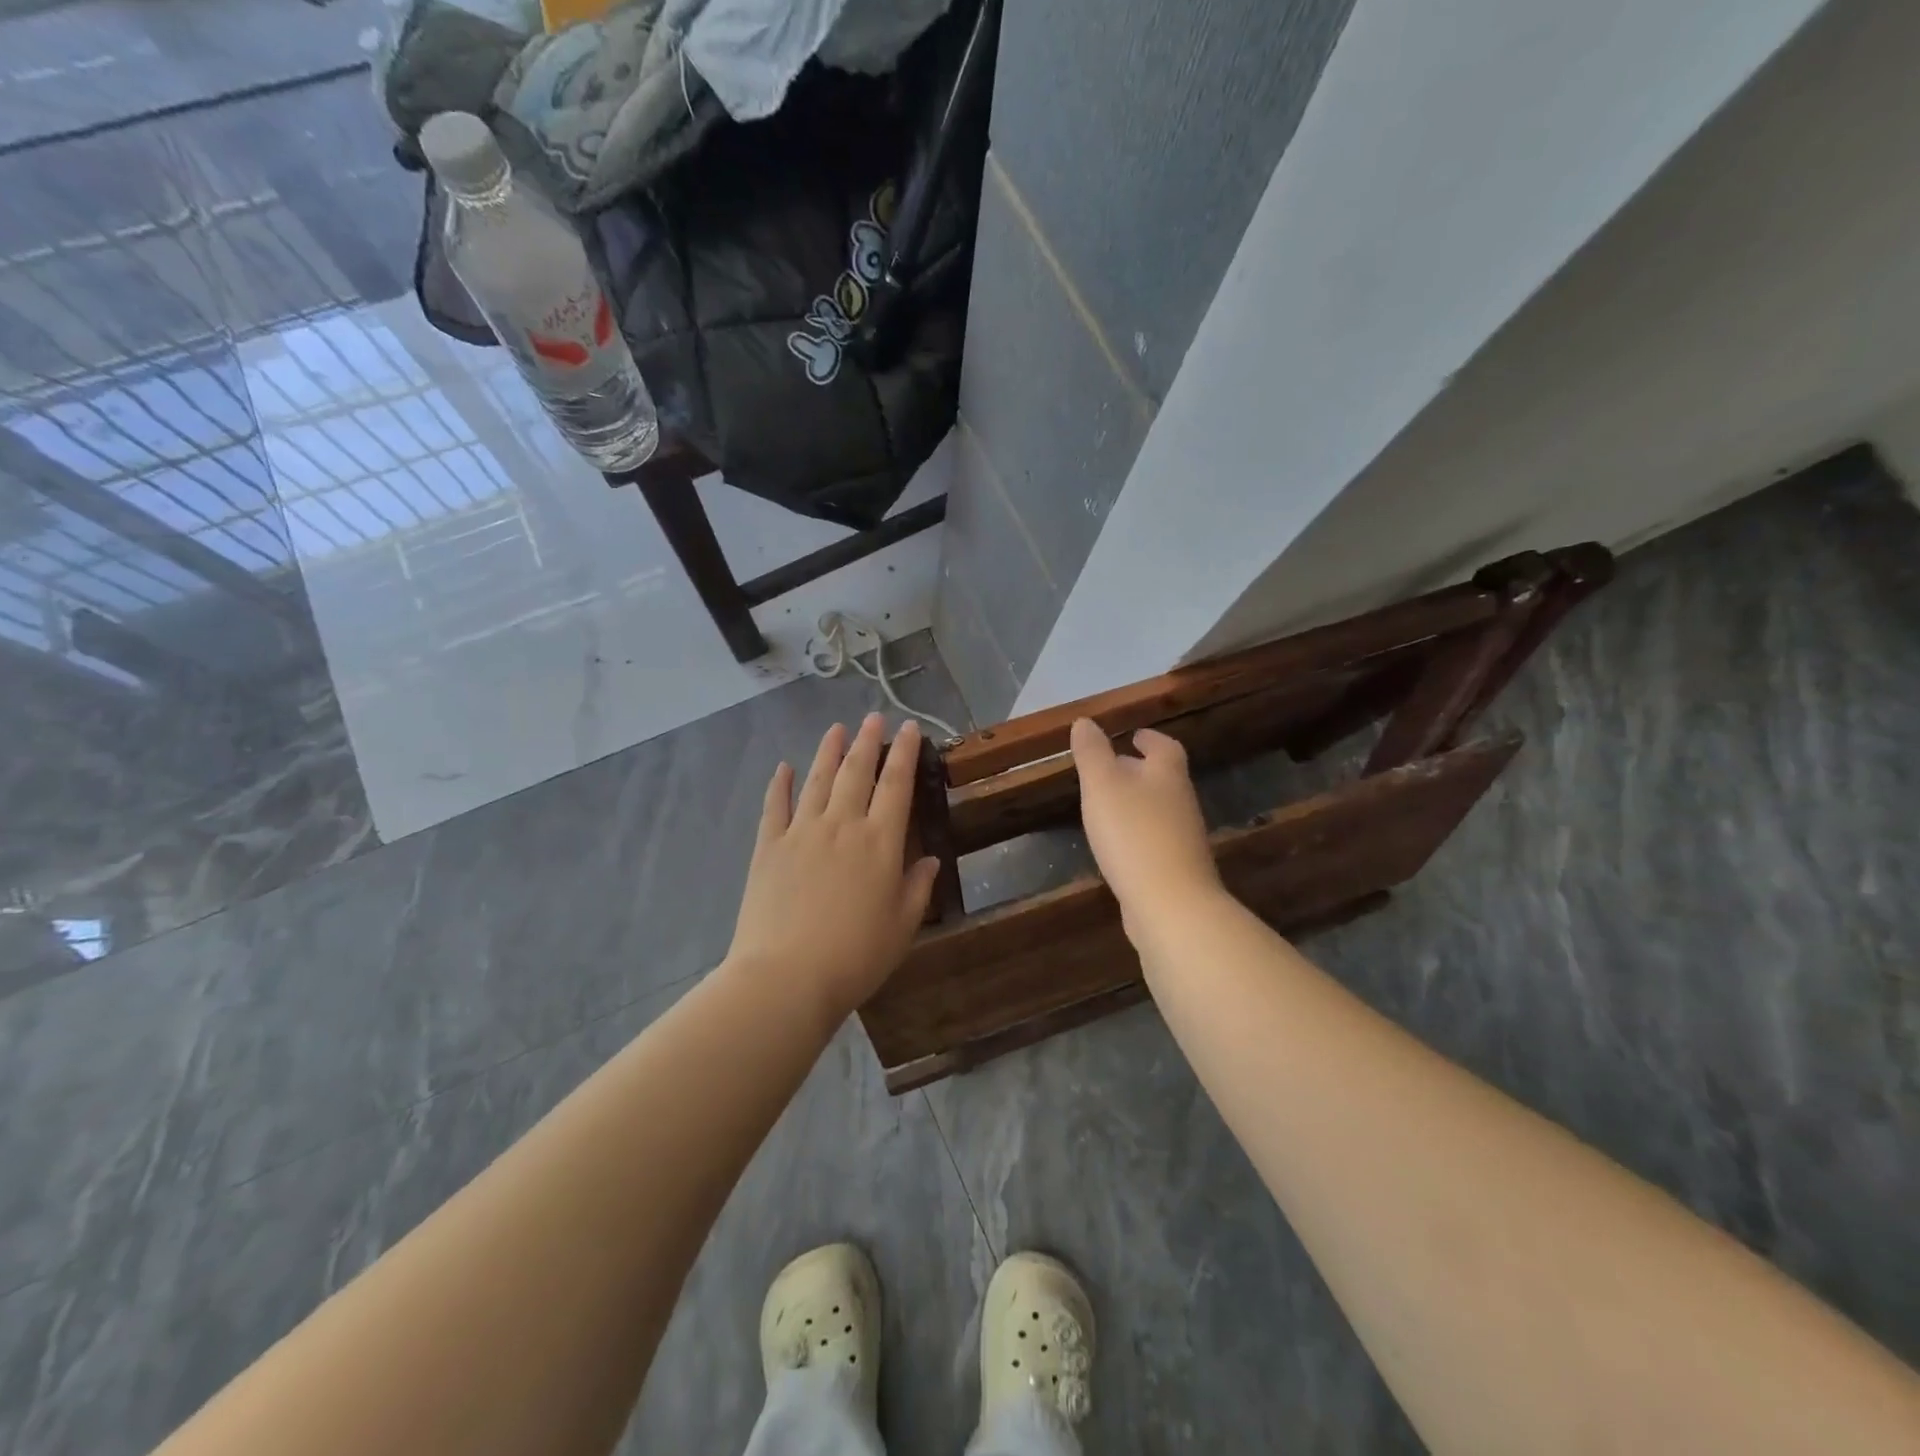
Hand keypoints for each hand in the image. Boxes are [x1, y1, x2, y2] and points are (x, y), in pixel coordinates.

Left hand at [726, 713, 939, 1016]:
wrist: (786, 976)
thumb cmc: (855, 956)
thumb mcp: (902, 927)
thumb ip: (917, 887)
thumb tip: (930, 859)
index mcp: (880, 842)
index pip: (896, 785)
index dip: (904, 753)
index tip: (909, 728)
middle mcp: (842, 825)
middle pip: (856, 772)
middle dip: (868, 741)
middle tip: (873, 717)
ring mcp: (801, 832)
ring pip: (817, 780)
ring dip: (829, 751)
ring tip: (837, 729)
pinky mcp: (768, 846)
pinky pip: (775, 806)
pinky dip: (780, 784)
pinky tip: (784, 767)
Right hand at [1071, 718, 1221, 921]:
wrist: (1170, 904)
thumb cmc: (1133, 833)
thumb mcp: (1102, 785)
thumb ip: (1092, 753)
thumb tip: (1085, 721)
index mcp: (1167, 775)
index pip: (1164, 747)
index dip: (1148, 738)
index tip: (1132, 735)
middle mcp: (1181, 802)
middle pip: (1162, 778)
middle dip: (1139, 770)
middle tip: (1110, 768)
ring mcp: (1182, 838)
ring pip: (1158, 810)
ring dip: (1136, 803)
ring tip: (1106, 806)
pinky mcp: (1175, 869)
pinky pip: (1154, 841)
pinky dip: (1136, 835)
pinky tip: (1116, 846)